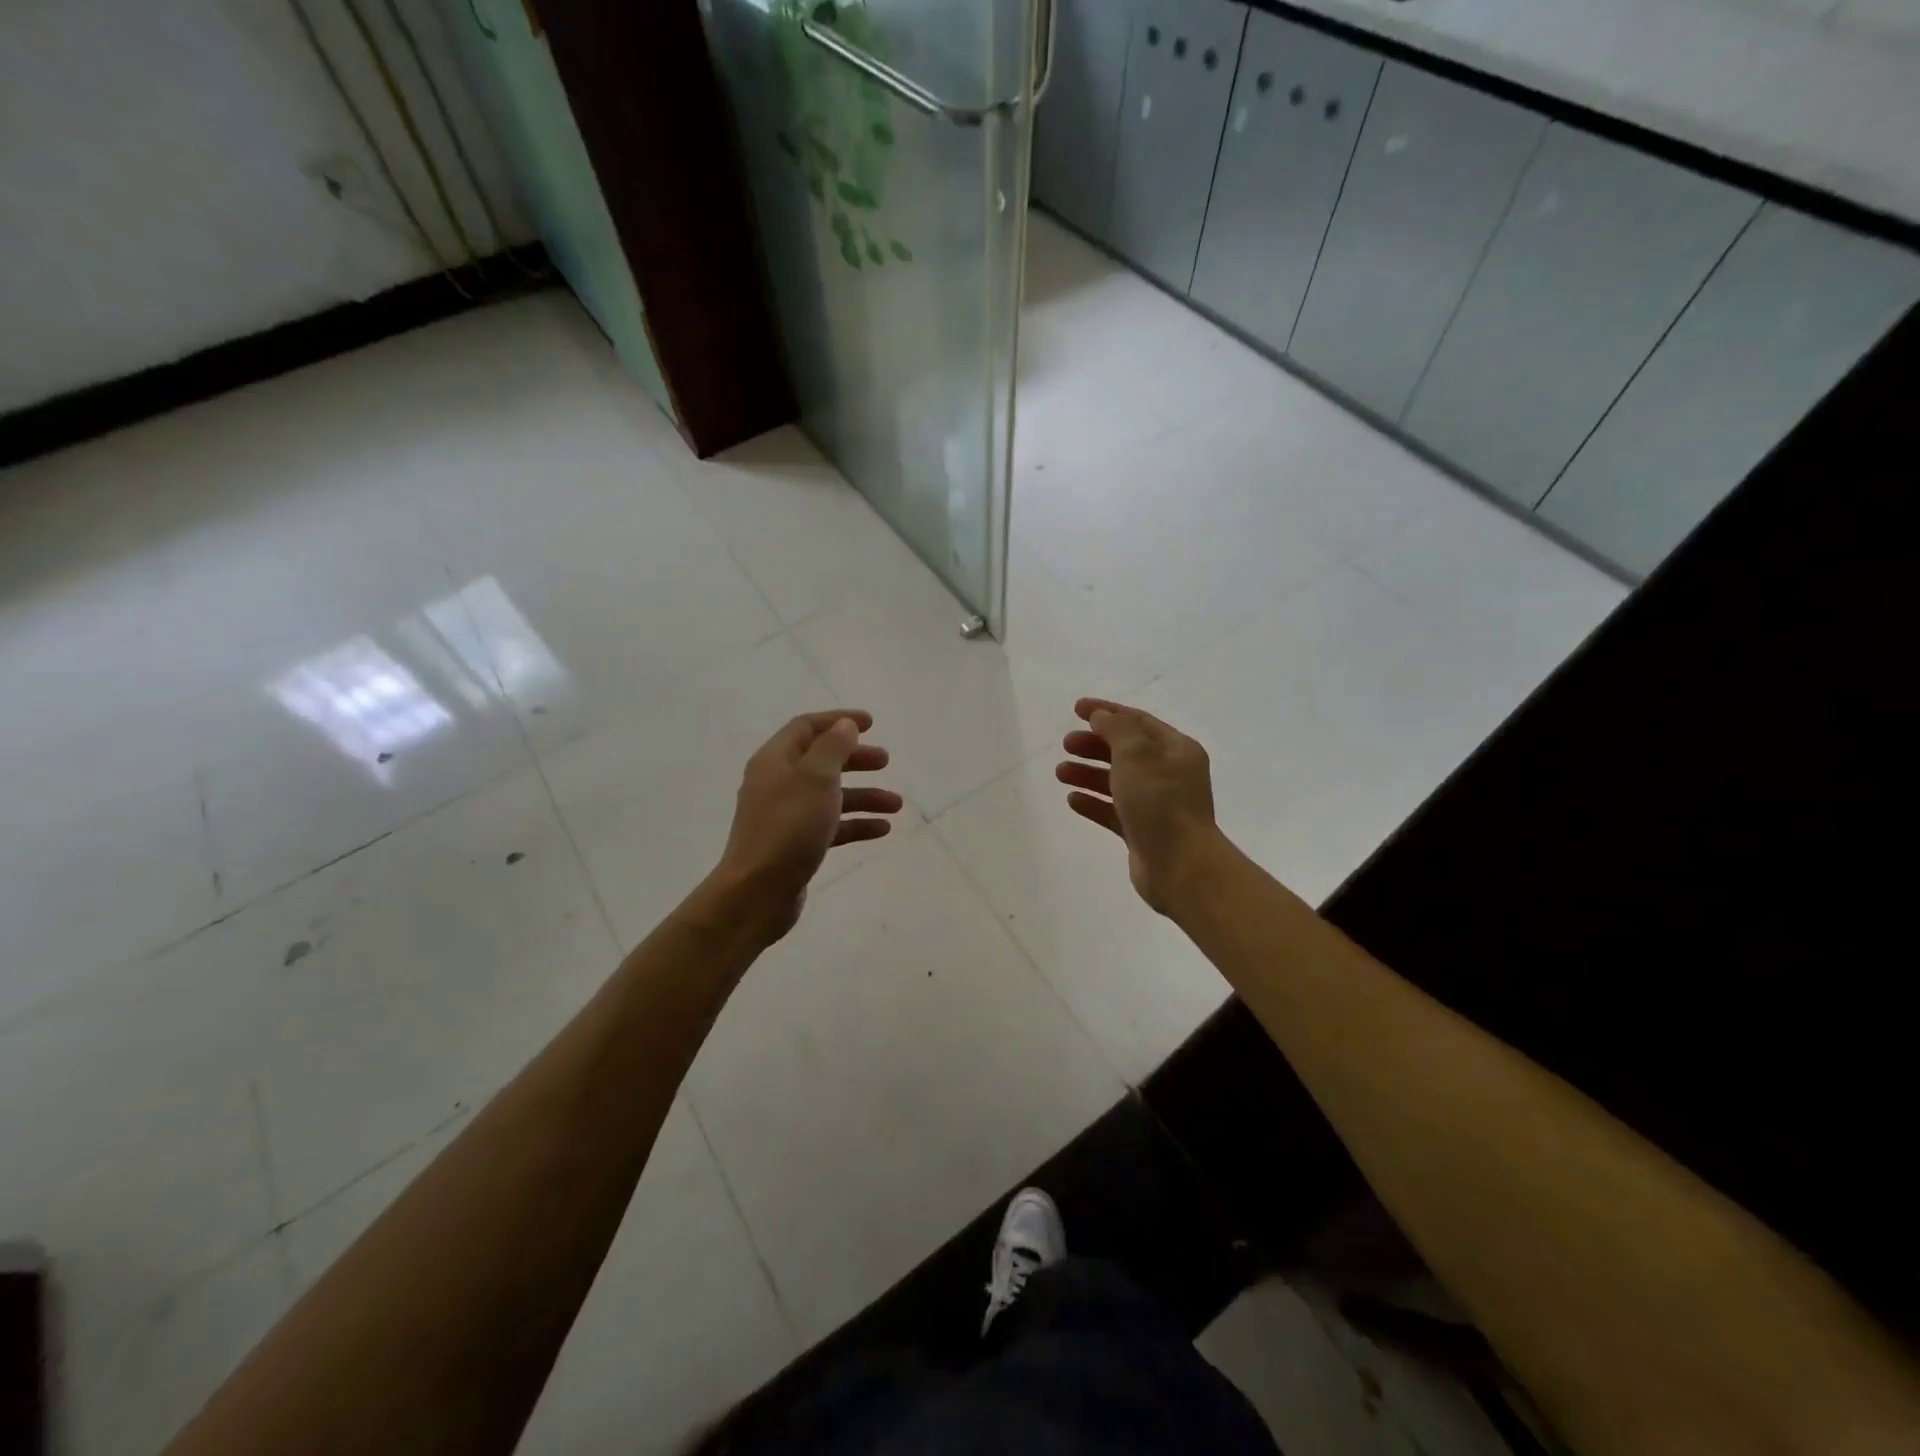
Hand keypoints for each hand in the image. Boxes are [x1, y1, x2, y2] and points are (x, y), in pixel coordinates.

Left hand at [710, 710, 901, 942]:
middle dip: (855, 759)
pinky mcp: (795, 844)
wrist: (757, 892)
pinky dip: (855, 824)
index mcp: (775, 760)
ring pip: (830, 796)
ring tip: (896, 805)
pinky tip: (882, 830)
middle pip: (821, 761)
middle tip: (885, 762)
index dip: (839, 721)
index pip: (807, 727)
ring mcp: (785, 816)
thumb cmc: (788, 827)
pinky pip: (830, 825)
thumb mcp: (816, 778)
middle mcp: (778, 783)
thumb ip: (833, 747)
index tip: (871, 723)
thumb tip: (845, 725)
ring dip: (863, 796)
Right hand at [1056, 697, 1221, 914]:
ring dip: (1088, 774)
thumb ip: (1117, 729)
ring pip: (1117, 781)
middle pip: (1126, 751)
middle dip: (1094, 745)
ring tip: (1060, 772)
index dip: (1107, 712)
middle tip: (1066, 744)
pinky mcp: (1143, 832)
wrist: (1181, 867)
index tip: (1076, 708)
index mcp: (1176, 750)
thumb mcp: (1137, 754)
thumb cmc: (1160, 802)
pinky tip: (1072, 800)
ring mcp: (1157, 805)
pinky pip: (1114, 811)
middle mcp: (1170, 774)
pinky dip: (1094, 802)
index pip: (1138, 721)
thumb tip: (1101, 716)